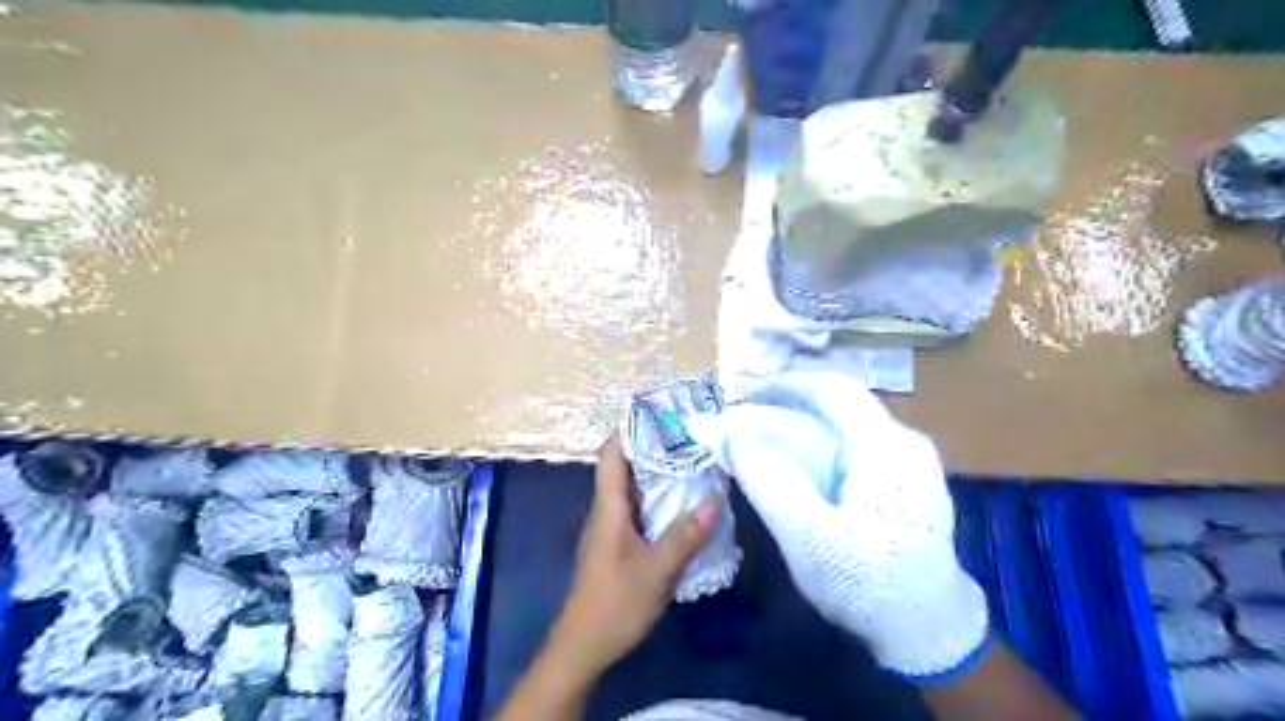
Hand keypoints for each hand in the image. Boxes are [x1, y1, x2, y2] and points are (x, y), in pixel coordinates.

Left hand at [543, 433, 718, 675]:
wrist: (584, 644)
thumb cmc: (615, 602)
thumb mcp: (657, 569)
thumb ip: (685, 534)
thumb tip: (715, 498)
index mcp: (609, 507)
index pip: (611, 454)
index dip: (629, 429)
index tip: (658, 412)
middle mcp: (606, 510)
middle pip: (623, 466)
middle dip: (650, 446)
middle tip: (686, 434)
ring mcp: (610, 528)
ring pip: (631, 488)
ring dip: (655, 472)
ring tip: (689, 460)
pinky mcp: (617, 544)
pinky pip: (636, 508)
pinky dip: (656, 497)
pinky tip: (680, 503)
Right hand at [687, 372, 986, 682]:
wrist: (931, 632)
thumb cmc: (870, 584)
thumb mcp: (810, 539)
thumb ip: (770, 483)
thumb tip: (735, 438)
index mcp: (887, 446)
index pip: (834, 388)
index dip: (787, 384)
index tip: (747, 394)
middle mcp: (905, 441)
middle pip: (841, 406)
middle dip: (790, 408)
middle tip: (749, 425)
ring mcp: (913, 461)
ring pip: (849, 425)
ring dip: (804, 428)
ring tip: (767, 445)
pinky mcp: (910, 480)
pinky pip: (859, 446)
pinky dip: (823, 447)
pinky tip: (803, 470)